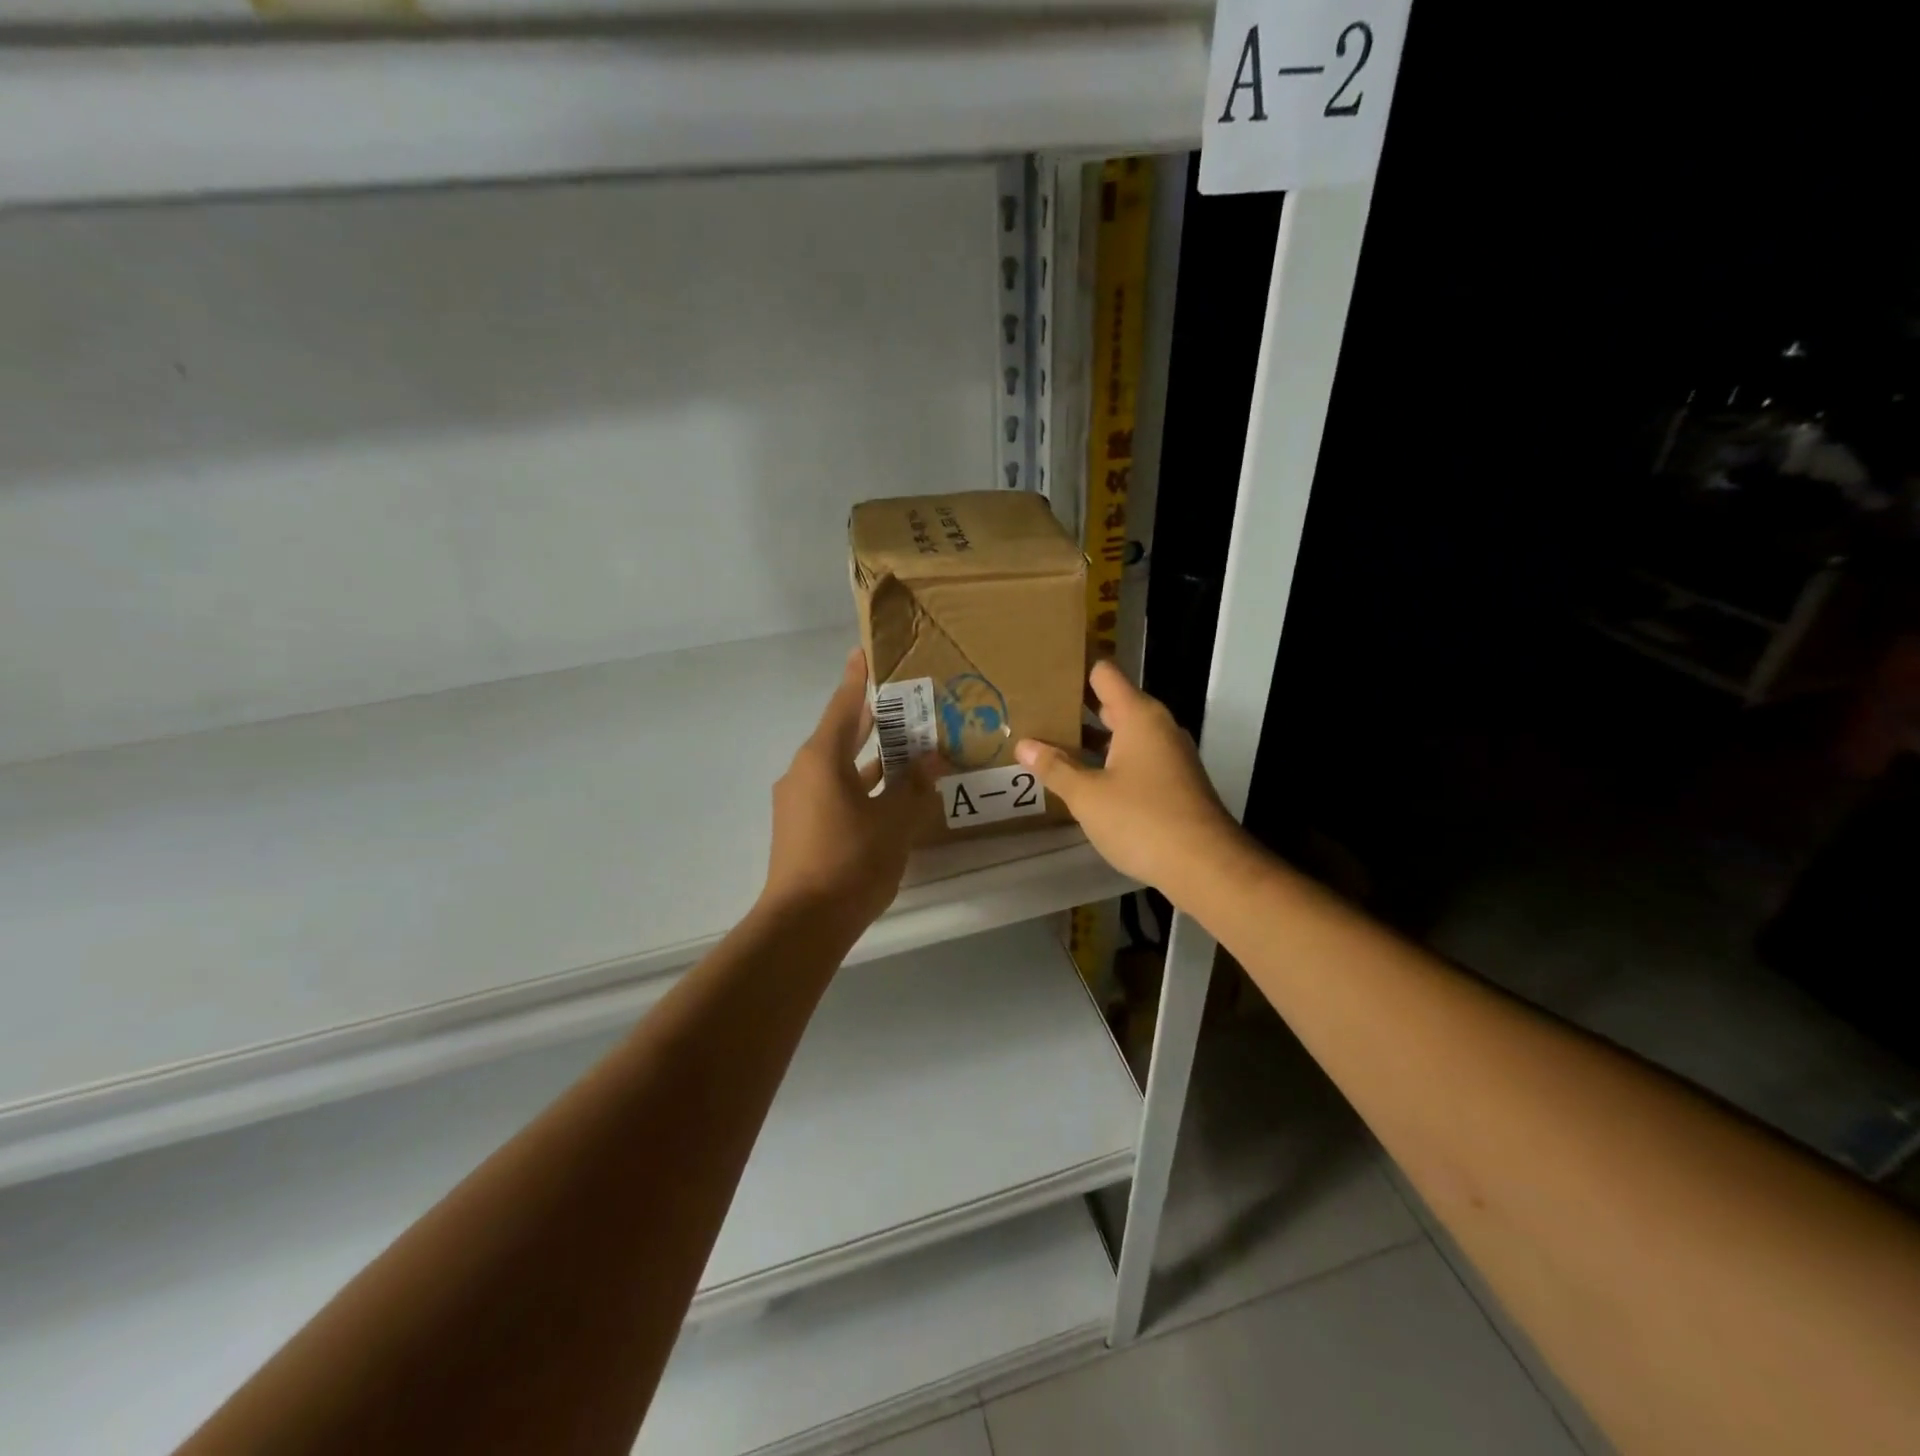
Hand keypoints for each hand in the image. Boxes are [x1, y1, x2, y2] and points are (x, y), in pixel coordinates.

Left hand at [761, 648, 933, 933]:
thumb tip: (928, 758)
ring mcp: (799, 801)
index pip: (844, 706)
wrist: (803, 924)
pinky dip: (860, 785)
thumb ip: (912, 786)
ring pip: (840, 767)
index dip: (858, 678)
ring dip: (870, 758)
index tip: (866, 652)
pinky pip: (835, 792)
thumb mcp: (894, 821)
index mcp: (822, 759)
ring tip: (908, 747)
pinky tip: (889, 795)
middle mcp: (804, 772)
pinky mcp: (801, 827)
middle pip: (841, 734)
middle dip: (872, 719)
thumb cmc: (851, 862)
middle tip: (904, 700)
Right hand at [1015, 660, 1240, 894]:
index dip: (1074, 671)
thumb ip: (1055, 768)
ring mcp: (1169, 755)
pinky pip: (1134, 759)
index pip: (1104, 673)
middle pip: (1112, 703)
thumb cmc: (1142, 820)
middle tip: (1035, 714)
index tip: (1043, 676)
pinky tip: (1082, 780)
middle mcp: (1157, 727)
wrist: (1205, 866)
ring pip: (1123, 735)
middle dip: (1075, 709)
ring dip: (1090, 741)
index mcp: (1138, 716)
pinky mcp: (1173, 782)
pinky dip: (1108, 762)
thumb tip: (1025, 745)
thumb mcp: (1088, 796)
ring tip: (1048, 746)